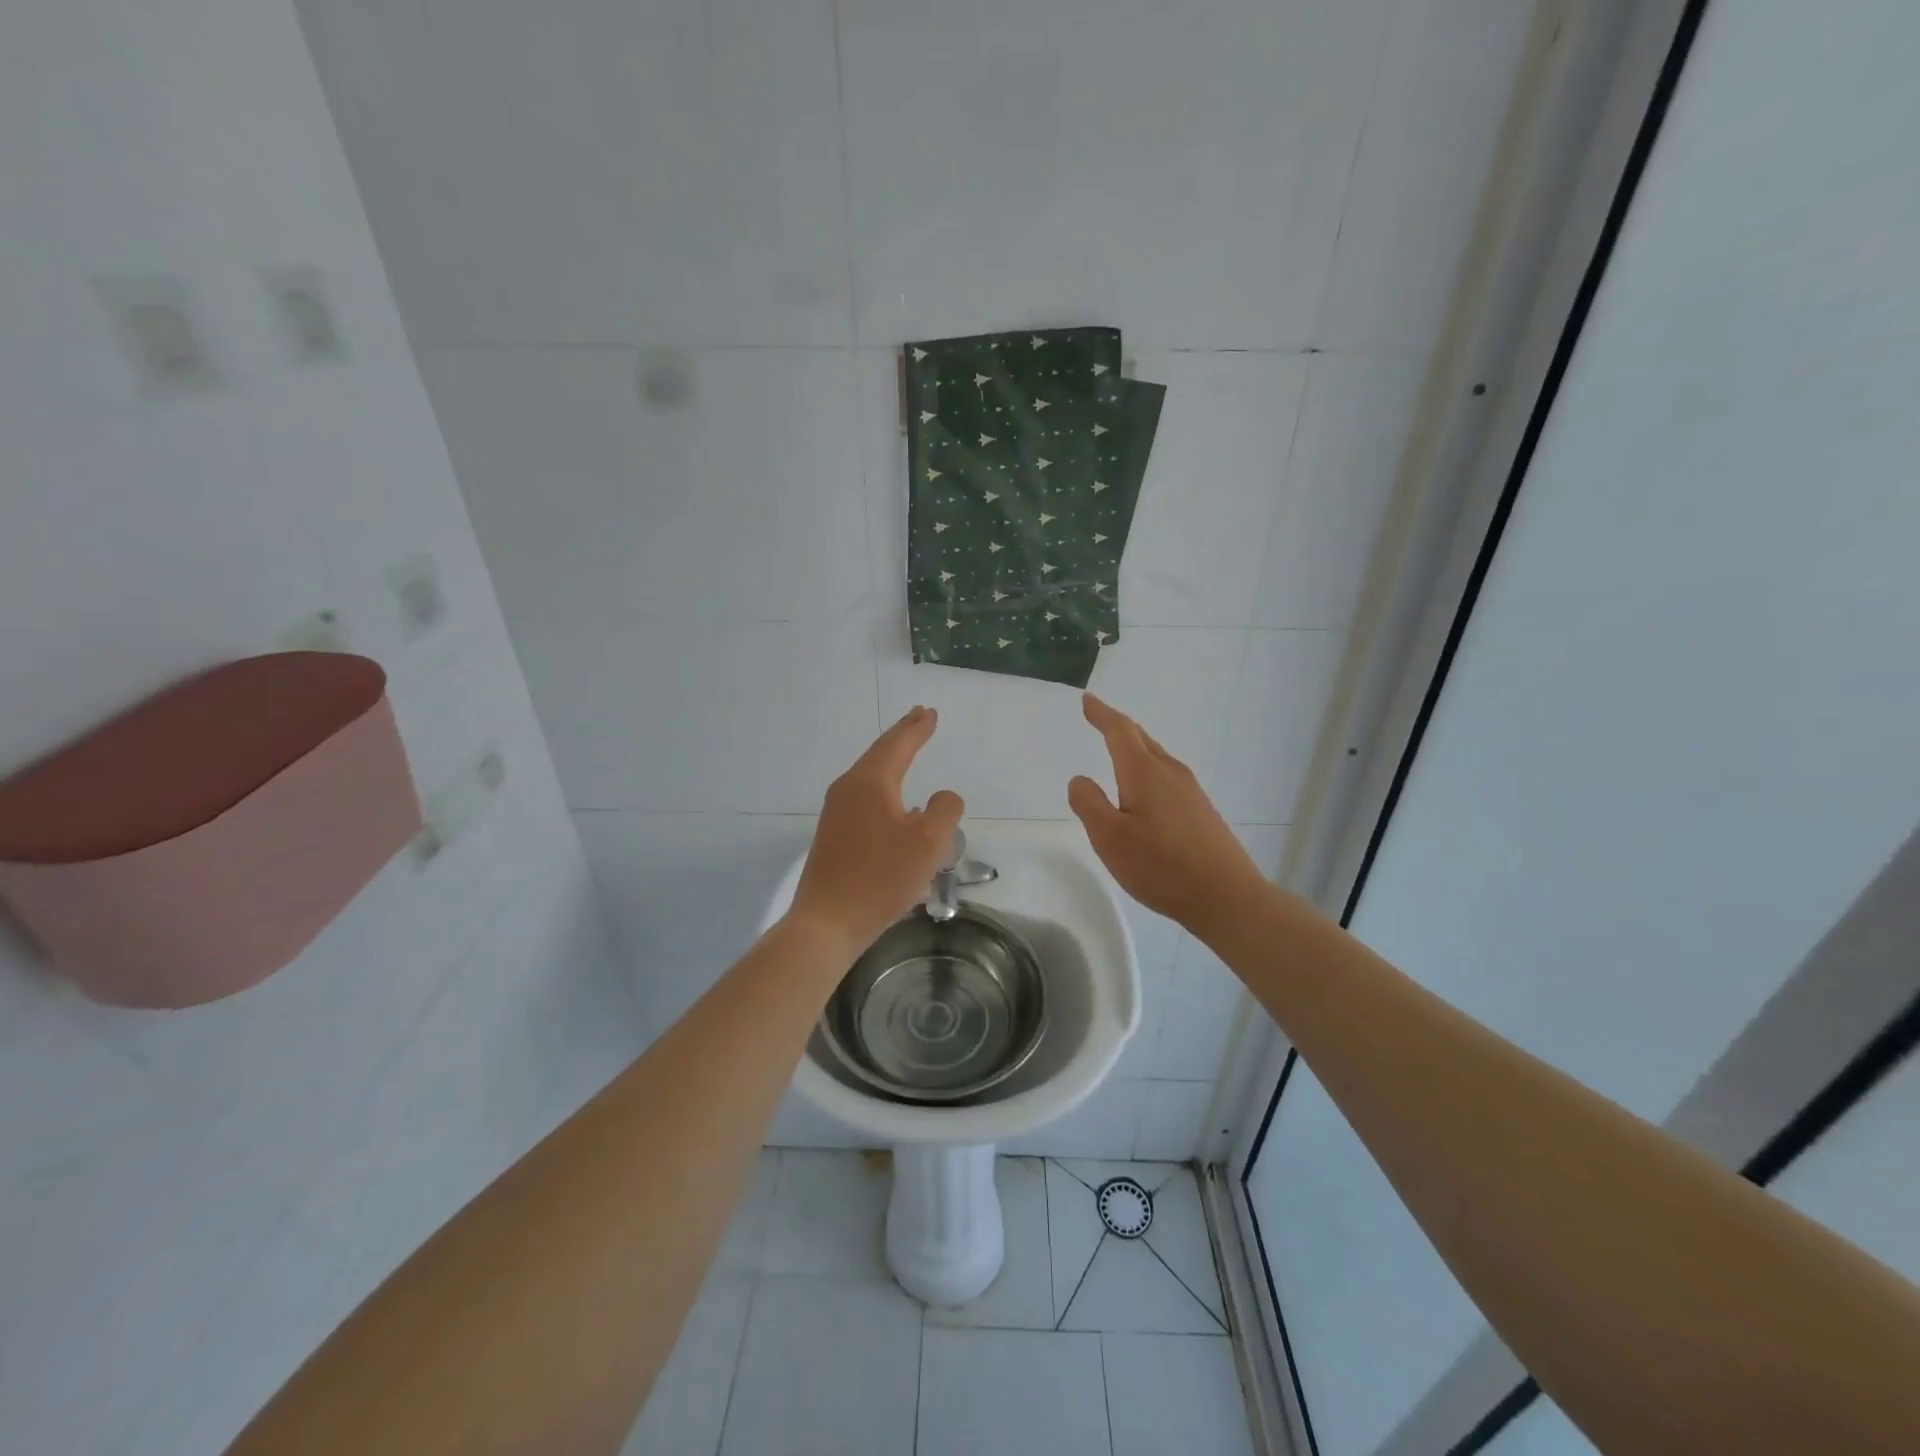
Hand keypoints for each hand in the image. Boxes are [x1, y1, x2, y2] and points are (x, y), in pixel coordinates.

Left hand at [789, 706, 964, 958]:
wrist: (827, 922)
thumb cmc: (880, 878)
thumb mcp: (927, 843)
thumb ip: (943, 811)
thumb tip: (941, 798)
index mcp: (870, 783)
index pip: (898, 745)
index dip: (917, 729)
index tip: (929, 713)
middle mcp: (848, 789)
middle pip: (879, 754)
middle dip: (901, 736)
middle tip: (918, 718)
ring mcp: (836, 813)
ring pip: (870, 776)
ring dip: (891, 761)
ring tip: (908, 751)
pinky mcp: (833, 836)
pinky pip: (864, 798)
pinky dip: (884, 787)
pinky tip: (897, 805)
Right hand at [1068, 694, 1268, 938]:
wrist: (1227, 897)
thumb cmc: (1161, 867)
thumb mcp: (1110, 838)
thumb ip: (1089, 804)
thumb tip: (1080, 778)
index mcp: (1145, 773)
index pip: (1120, 732)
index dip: (1102, 714)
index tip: (1087, 699)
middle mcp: (1170, 773)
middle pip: (1142, 740)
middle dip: (1118, 727)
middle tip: (1100, 718)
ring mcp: (1191, 791)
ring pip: (1157, 758)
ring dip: (1135, 748)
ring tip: (1119, 750)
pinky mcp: (1202, 811)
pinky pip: (1168, 777)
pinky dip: (1149, 770)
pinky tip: (1146, 791)